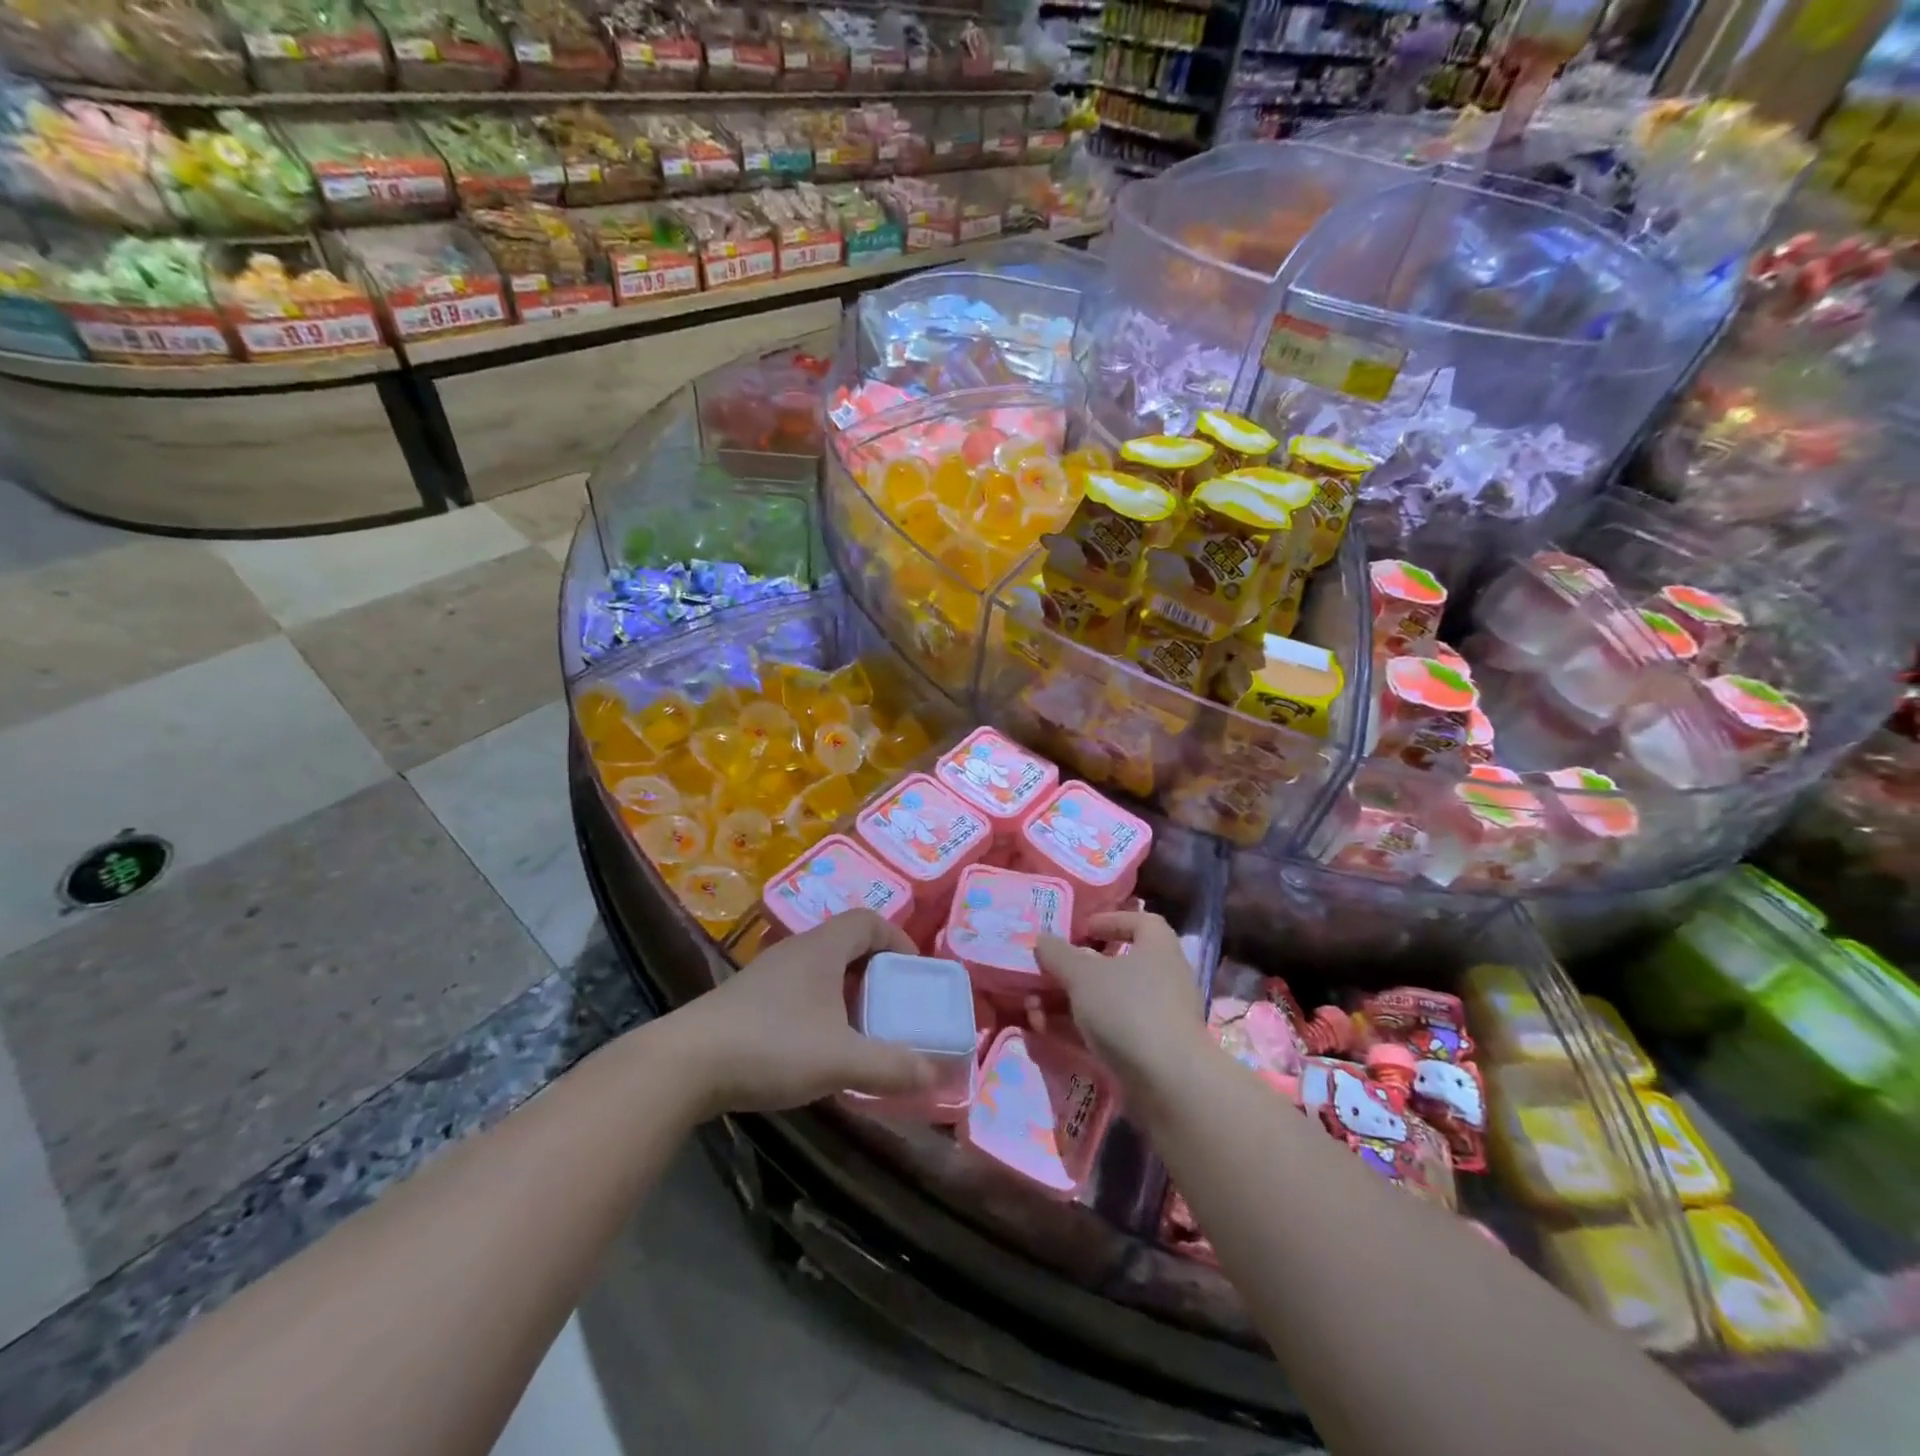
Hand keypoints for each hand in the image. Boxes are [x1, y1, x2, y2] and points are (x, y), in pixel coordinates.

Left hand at [671, 910, 936, 1115]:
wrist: (685, 1064)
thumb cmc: (772, 1046)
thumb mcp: (840, 1059)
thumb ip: (890, 1066)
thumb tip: (935, 1074)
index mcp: (822, 948)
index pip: (869, 921)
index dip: (897, 939)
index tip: (913, 971)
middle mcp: (796, 950)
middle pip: (846, 943)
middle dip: (875, 971)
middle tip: (891, 1004)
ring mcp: (766, 973)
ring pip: (820, 968)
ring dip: (845, 991)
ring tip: (859, 1027)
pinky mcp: (746, 999)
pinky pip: (797, 989)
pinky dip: (818, 1007)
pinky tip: (815, 1045)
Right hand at [1035, 911, 1210, 1096]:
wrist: (1170, 1084)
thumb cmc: (1128, 1009)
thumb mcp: (1082, 975)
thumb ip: (1058, 954)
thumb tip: (1041, 939)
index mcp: (1157, 947)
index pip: (1139, 922)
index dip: (1109, 921)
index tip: (1080, 931)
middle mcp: (1162, 978)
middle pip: (1115, 966)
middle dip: (1073, 972)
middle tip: (1044, 976)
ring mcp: (1157, 1018)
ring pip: (1106, 1002)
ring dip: (1068, 1005)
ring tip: (1033, 1012)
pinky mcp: (1149, 1053)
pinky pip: (1109, 1032)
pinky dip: (1079, 1032)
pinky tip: (1048, 1036)